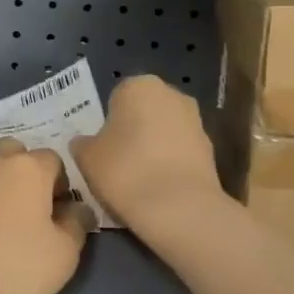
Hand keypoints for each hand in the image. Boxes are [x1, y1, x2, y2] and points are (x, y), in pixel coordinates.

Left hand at [0, 138, 89, 293]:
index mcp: (27, 170)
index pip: (51, 160)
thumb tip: (78, 209)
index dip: (57, 183)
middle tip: (19, 207)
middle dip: (18, 170)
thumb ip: (76, 225)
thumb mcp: (63, 257)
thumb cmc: (12, 272)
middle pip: (9, 150)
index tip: (55, 210)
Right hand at [72, 75, 224, 234]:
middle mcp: (172, 94)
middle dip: (132, 130)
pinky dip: (170, 164)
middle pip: (144, 111)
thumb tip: (84, 143)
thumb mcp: (86, 157)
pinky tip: (159, 188)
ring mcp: (196, 121)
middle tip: (117, 160)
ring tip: (138, 179)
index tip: (101, 147)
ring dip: (153, 147)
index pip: (116, 97)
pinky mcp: (211, 150)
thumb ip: (82, 144)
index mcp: (139, 85)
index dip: (107, 122)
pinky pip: (180, 153)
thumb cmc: (125, 170)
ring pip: (164, 131)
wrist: (179, 208)